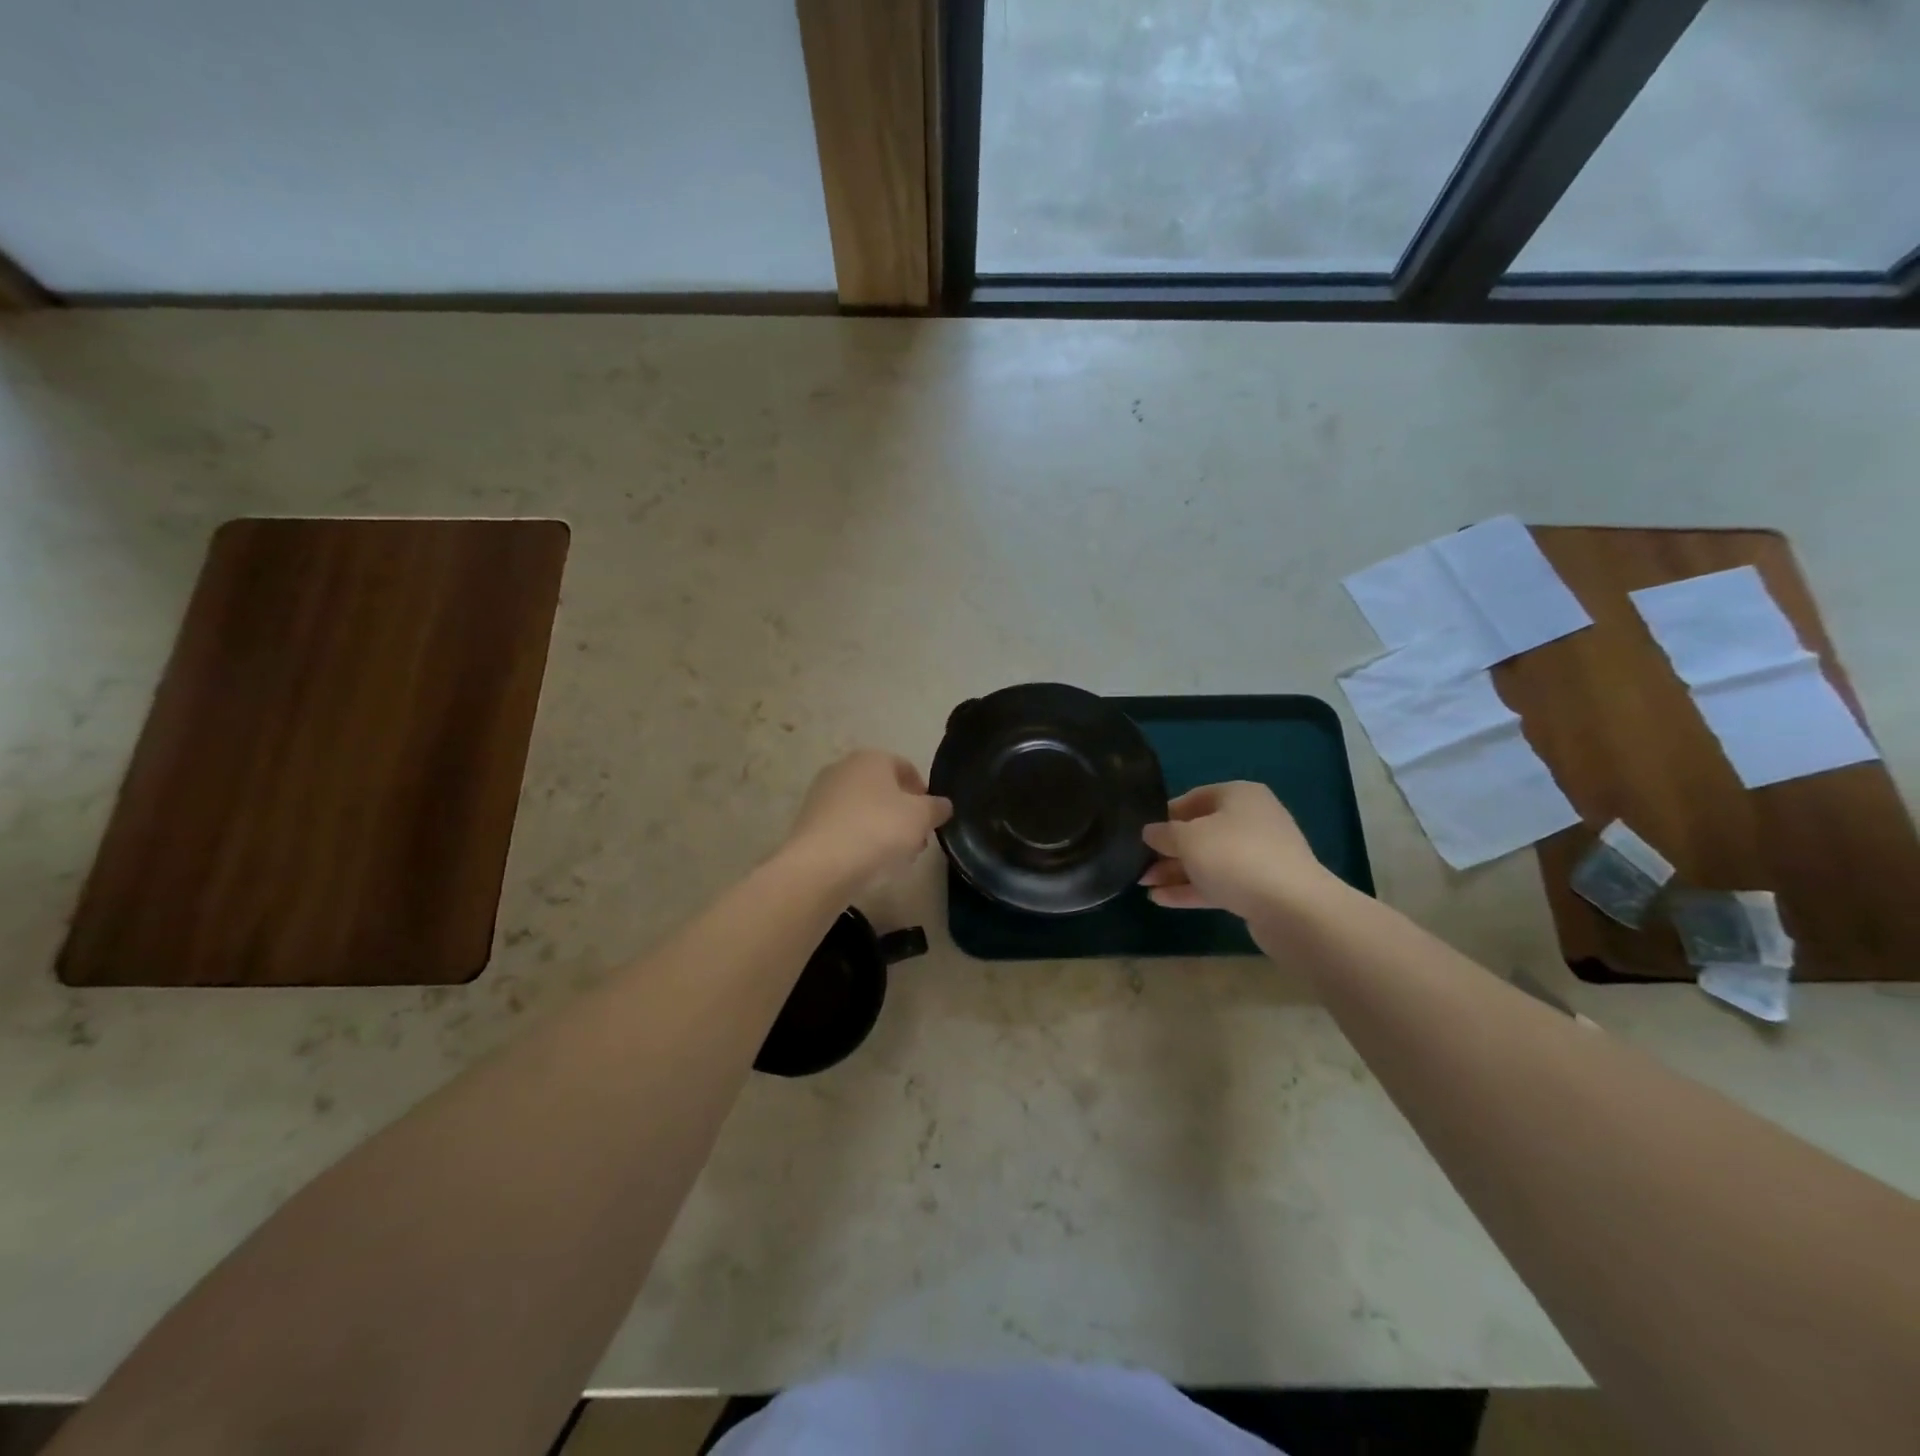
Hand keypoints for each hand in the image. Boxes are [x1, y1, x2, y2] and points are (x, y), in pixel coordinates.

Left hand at [785, 750, 951, 889]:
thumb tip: (942, 805)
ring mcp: (822, 794)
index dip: (923, 793)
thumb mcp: (921, 817)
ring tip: (895, 856)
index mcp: (871, 758)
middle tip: (916, 841)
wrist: (821, 865)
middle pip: (884, 789)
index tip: (931, 820)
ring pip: (864, 809)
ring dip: (883, 828)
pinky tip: (868, 862)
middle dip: (903, 814)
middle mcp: (843, 768)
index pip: (906, 768)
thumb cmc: (878, 829)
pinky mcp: (809, 822)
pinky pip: (845, 826)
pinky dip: (859, 839)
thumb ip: (936, 807)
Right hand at [1140, 782, 1332, 920]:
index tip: (1141, 832)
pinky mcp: (1260, 888)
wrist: (1293, 908)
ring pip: (1208, 860)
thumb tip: (1149, 831)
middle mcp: (1252, 820)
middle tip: (1138, 863)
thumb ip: (1163, 833)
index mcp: (1239, 796)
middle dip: (1168, 849)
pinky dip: (1192, 889)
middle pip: (1200, 831)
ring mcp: (1258, 856)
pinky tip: (1161, 900)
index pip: (1194, 798)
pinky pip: (1219, 883)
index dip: (1165, 814)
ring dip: (1176, 872)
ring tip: (1143, 884)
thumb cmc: (1235, 857)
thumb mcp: (1188, 839)